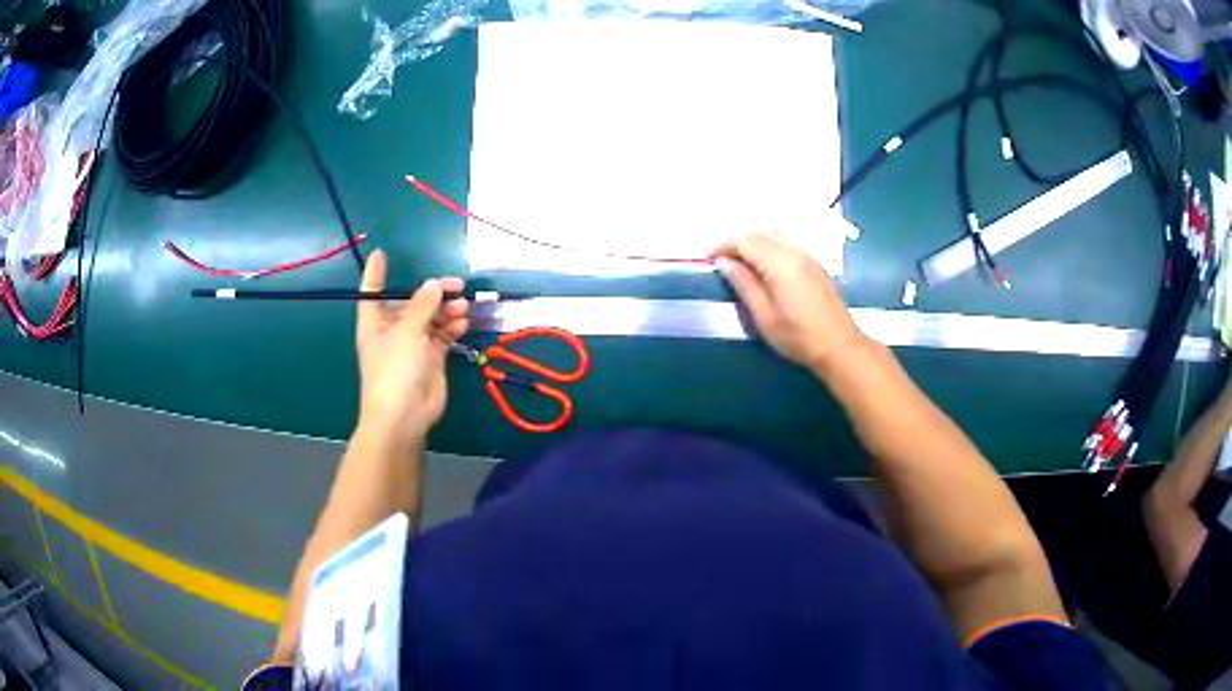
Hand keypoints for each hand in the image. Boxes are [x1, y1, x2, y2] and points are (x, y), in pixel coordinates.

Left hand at [355, 250, 468, 442]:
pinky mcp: (430, 359)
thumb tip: (434, 284)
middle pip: (411, 303)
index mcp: (375, 322)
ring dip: (446, 310)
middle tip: (457, 285)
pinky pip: (442, 336)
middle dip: (432, 293)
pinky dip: (452, 328)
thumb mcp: (407, 331)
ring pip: (431, 318)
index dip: (375, 272)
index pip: (372, 291)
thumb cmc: (395, 370)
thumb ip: (423, 305)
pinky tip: (463, 323)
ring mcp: (412, 345)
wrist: (404, 416)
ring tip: (463, 307)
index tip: (381, 253)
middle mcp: (392, 330)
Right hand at [712, 229, 869, 373]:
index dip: (723, 245)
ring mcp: (807, 255)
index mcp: (780, 263)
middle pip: (760, 232)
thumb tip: (724, 262)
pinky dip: (767, 245)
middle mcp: (794, 251)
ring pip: (774, 233)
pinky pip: (785, 241)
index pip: (745, 240)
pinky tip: (761, 265)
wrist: (839, 346)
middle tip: (721, 261)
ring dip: (753, 241)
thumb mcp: (764, 316)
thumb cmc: (798, 337)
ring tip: (739, 261)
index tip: (708, 260)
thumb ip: (743, 284)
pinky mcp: (813, 262)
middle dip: (736, 241)